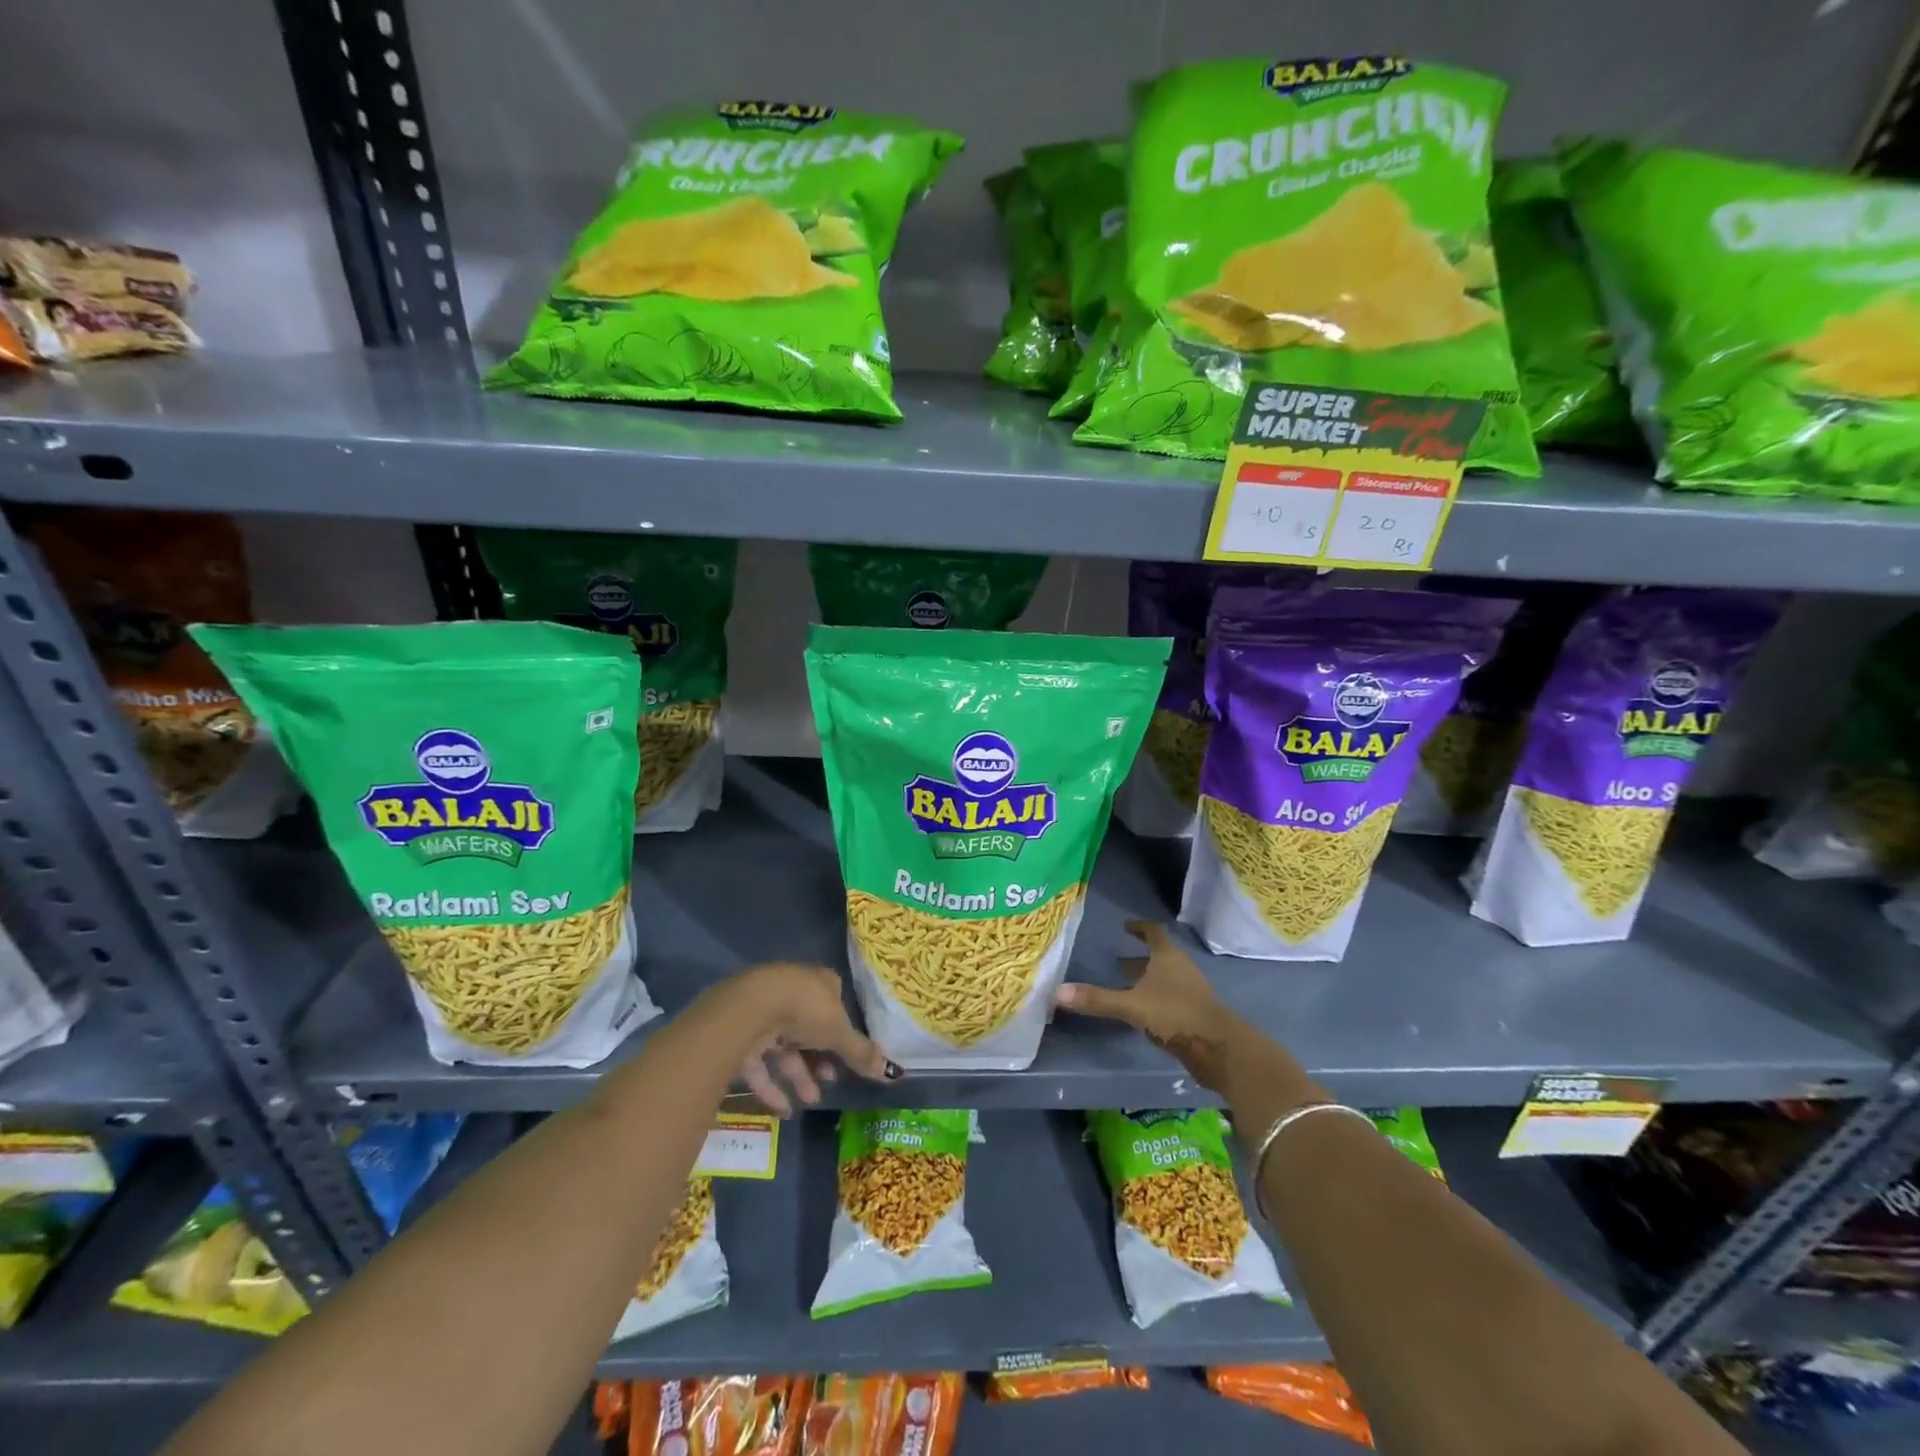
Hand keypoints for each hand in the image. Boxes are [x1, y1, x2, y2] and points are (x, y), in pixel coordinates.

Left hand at [722, 963, 900, 1115]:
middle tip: (830, 1081)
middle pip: (810, 1028)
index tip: (847, 1056)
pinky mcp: (741, 1034)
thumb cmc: (805, 1010)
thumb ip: (861, 1053)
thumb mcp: (839, 1033)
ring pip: (785, 1047)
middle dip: (820, 1058)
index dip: (842, 1030)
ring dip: (799, 1076)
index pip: (835, 1002)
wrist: (750, 1009)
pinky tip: (784, 1110)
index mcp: (819, 983)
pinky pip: (760, 1063)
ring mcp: (765, 1012)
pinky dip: (772, 1087)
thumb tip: (892, 1072)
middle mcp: (792, 992)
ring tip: (811, 1101)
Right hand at [1054, 921, 1244, 1092]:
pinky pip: (1171, 998)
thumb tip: (1057, 992)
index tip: (1125, 927)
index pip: (1154, 932)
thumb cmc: (1175, 1014)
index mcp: (1168, 957)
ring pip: (1165, 978)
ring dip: (1147, 980)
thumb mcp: (1131, 1006)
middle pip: (1160, 956)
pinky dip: (1155, 998)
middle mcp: (1181, 968)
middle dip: (1139, 958)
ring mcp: (1191, 991)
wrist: (1219, 1048)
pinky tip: (1143, 1013)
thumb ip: (1097, 999)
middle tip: (1116, 962)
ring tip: (1126, 987)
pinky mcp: (1195, 1013)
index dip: (1139, 928)